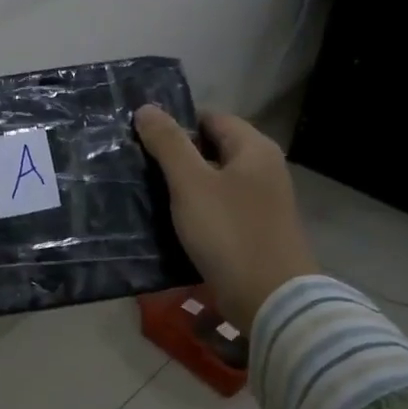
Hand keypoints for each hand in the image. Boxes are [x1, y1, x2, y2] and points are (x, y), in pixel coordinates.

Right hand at [135, 106, 317, 331]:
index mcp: (254, 149)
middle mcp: (263, 169)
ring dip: (183, 186)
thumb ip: (168, 144)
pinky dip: (196, 211)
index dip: (176, 124)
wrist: (270, 300)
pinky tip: (169, 221)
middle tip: (137, 165)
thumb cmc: (230, 232)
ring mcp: (261, 203)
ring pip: (213, 182)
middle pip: (212, 149)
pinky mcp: (254, 231)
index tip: (141, 139)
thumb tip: (146, 108)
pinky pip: (219, 209)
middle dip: (176, 156)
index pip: (210, 118)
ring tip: (145, 192)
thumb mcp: (191, 183)